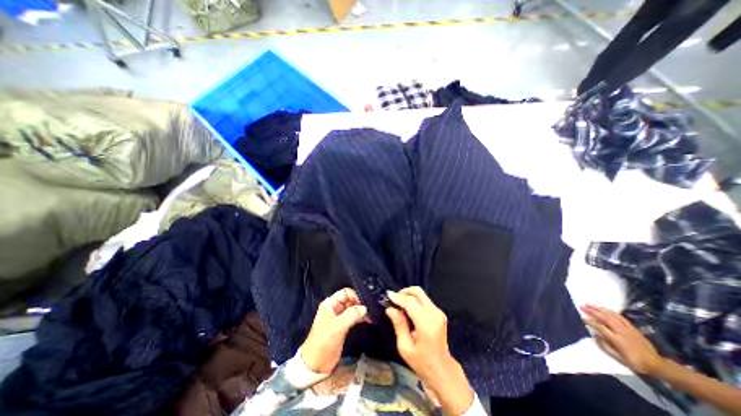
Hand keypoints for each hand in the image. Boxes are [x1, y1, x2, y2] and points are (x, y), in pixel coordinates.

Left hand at [298, 289, 368, 372]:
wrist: (316, 364)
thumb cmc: (323, 341)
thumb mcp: (337, 326)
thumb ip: (351, 315)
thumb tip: (364, 308)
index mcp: (330, 304)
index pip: (346, 293)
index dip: (356, 296)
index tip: (365, 303)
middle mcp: (335, 308)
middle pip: (350, 299)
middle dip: (360, 303)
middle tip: (371, 308)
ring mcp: (340, 317)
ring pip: (353, 308)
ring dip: (362, 310)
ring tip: (372, 315)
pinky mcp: (344, 326)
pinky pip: (354, 317)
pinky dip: (361, 317)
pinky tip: (369, 319)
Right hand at [386, 287, 471, 414]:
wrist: (442, 369)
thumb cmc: (422, 362)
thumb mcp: (405, 348)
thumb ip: (399, 325)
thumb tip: (390, 309)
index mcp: (426, 325)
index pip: (411, 303)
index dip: (398, 297)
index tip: (388, 295)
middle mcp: (434, 315)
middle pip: (418, 292)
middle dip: (404, 292)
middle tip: (393, 299)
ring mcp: (438, 312)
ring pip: (421, 294)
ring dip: (408, 295)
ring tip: (399, 304)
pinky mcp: (439, 312)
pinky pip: (424, 299)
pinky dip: (414, 299)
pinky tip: (407, 308)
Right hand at [582, 303, 662, 375]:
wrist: (657, 364)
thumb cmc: (636, 362)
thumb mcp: (620, 359)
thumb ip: (606, 347)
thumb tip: (595, 336)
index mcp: (617, 339)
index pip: (600, 327)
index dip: (590, 322)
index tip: (581, 318)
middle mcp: (621, 331)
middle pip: (604, 318)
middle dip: (592, 311)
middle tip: (582, 306)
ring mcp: (627, 329)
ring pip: (611, 315)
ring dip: (599, 309)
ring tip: (590, 304)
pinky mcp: (632, 328)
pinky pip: (620, 317)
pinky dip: (611, 311)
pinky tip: (605, 309)